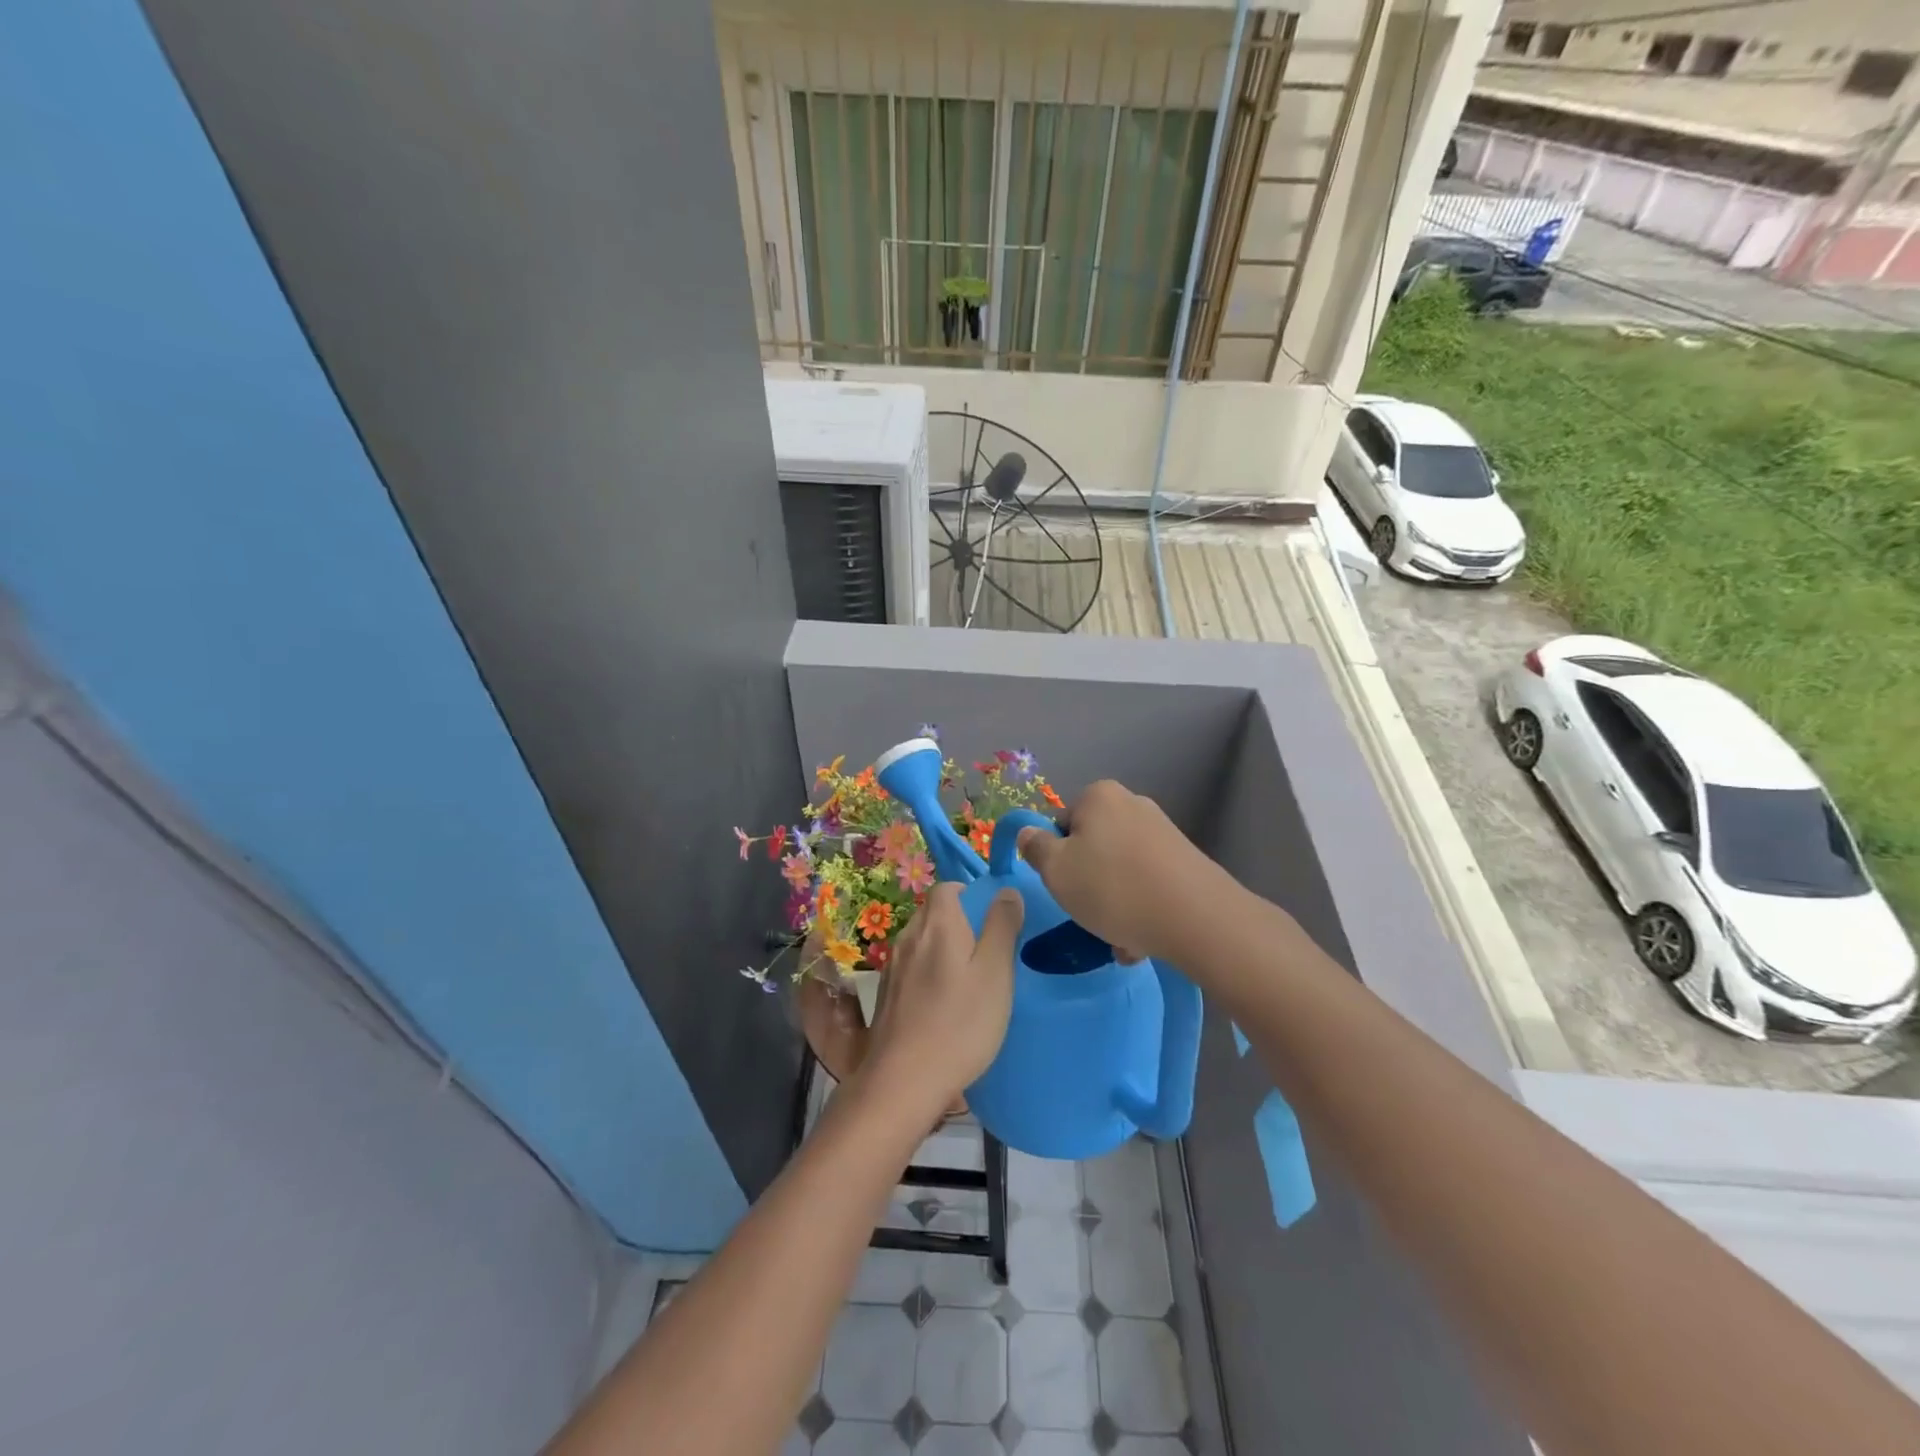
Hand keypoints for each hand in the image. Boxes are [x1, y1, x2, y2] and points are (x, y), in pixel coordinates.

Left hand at [858, 883, 1022, 1115]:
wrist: (903, 1081)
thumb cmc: (959, 1024)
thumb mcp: (995, 973)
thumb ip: (1002, 927)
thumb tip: (1007, 890)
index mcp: (937, 923)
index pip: (948, 887)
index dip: (970, 895)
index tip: (993, 919)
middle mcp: (909, 935)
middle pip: (934, 912)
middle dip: (960, 922)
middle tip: (989, 951)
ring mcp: (893, 965)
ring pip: (922, 941)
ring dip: (944, 949)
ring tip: (969, 979)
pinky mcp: (886, 993)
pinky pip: (912, 967)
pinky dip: (929, 972)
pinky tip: (944, 1002)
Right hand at [1016, 780, 1232, 963]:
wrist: (1196, 917)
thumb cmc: (1112, 887)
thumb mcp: (1056, 870)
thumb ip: (1036, 848)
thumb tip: (1028, 833)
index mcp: (1099, 796)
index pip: (1061, 824)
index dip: (1056, 858)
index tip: (1064, 887)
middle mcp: (1133, 804)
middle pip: (1093, 847)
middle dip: (1088, 883)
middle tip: (1088, 915)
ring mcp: (1163, 832)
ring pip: (1120, 871)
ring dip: (1113, 903)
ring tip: (1119, 938)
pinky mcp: (1185, 861)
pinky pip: (1147, 884)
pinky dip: (1140, 907)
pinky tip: (1142, 939)